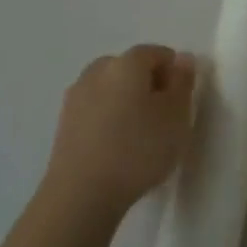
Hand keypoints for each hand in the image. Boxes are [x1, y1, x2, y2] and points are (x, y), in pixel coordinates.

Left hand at [37, 45, 197, 223]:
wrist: (82, 193)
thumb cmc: (139, 149)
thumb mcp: (177, 115)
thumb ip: (183, 82)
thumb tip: (183, 59)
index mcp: (126, 63)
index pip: (157, 53)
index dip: (174, 72)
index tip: (182, 101)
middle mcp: (97, 71)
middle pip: (130, 68)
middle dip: (149, 84)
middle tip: (164, 116)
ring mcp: (75, 97)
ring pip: (111, 89)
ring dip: (127, 102)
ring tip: (142, 134)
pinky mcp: (64, 124)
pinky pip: (96, 110)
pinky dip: (110, 119)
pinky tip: (119, 146)